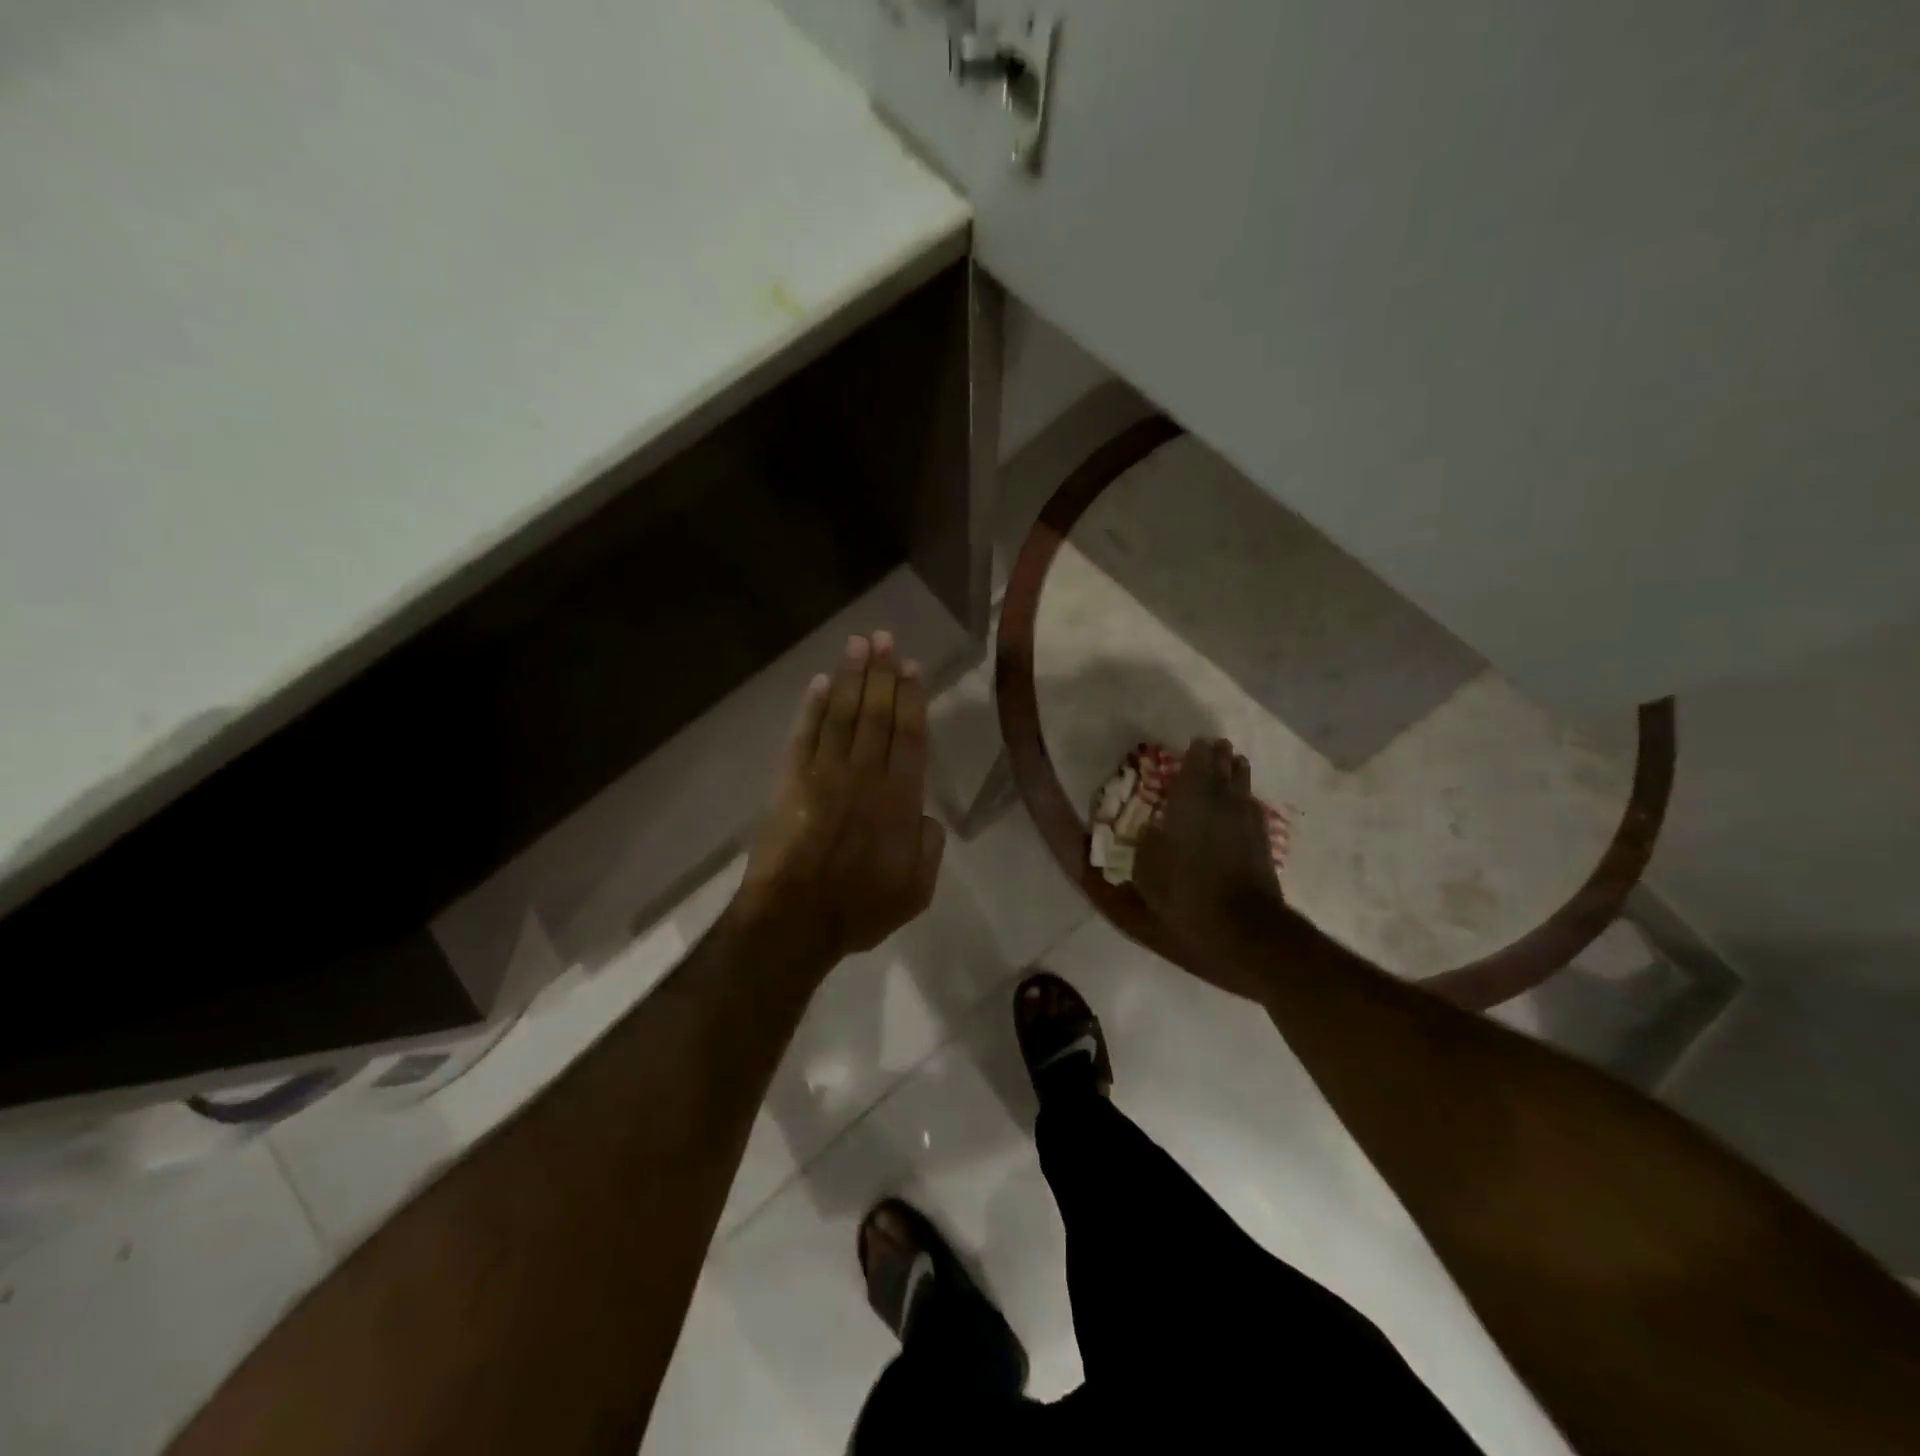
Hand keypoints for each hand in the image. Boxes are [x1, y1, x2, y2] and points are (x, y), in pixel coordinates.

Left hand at [733, 631, 945, 967]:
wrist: (795, 921)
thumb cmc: (860, 909)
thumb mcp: (916, 890)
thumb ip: (929, 847)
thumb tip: (924, 816)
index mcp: (900, 799)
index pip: (910, 735)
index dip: (911, 698)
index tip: (912, 667)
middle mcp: (865, 775)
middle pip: (877, 714)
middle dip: (882, 673)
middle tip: (885, 638)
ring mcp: (825, 774)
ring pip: (842, 715)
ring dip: (851, 677)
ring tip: (859, 644)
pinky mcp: (791, 781)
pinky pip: (804, 735)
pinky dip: (812, 707)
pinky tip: (820, 683)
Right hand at [1135, 737, 1296, 995]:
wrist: (1243, 926)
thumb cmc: (1186, 894)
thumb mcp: (1147, 872)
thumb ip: (1147, 844)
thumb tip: (1151, 829)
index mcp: (1191, 802)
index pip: (1197, 765)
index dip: (1196, 753)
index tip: (1196, 743)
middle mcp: (1222, 803)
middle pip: (1224, 770)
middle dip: (1219, 757)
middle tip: (1217, 746)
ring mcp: (1246, 822)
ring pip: (1243, 786)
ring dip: (1237, 773)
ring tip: (1234, 763)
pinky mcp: (1262, 842)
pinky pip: (1252, 808)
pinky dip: (1245, 800)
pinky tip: (1244, 803)